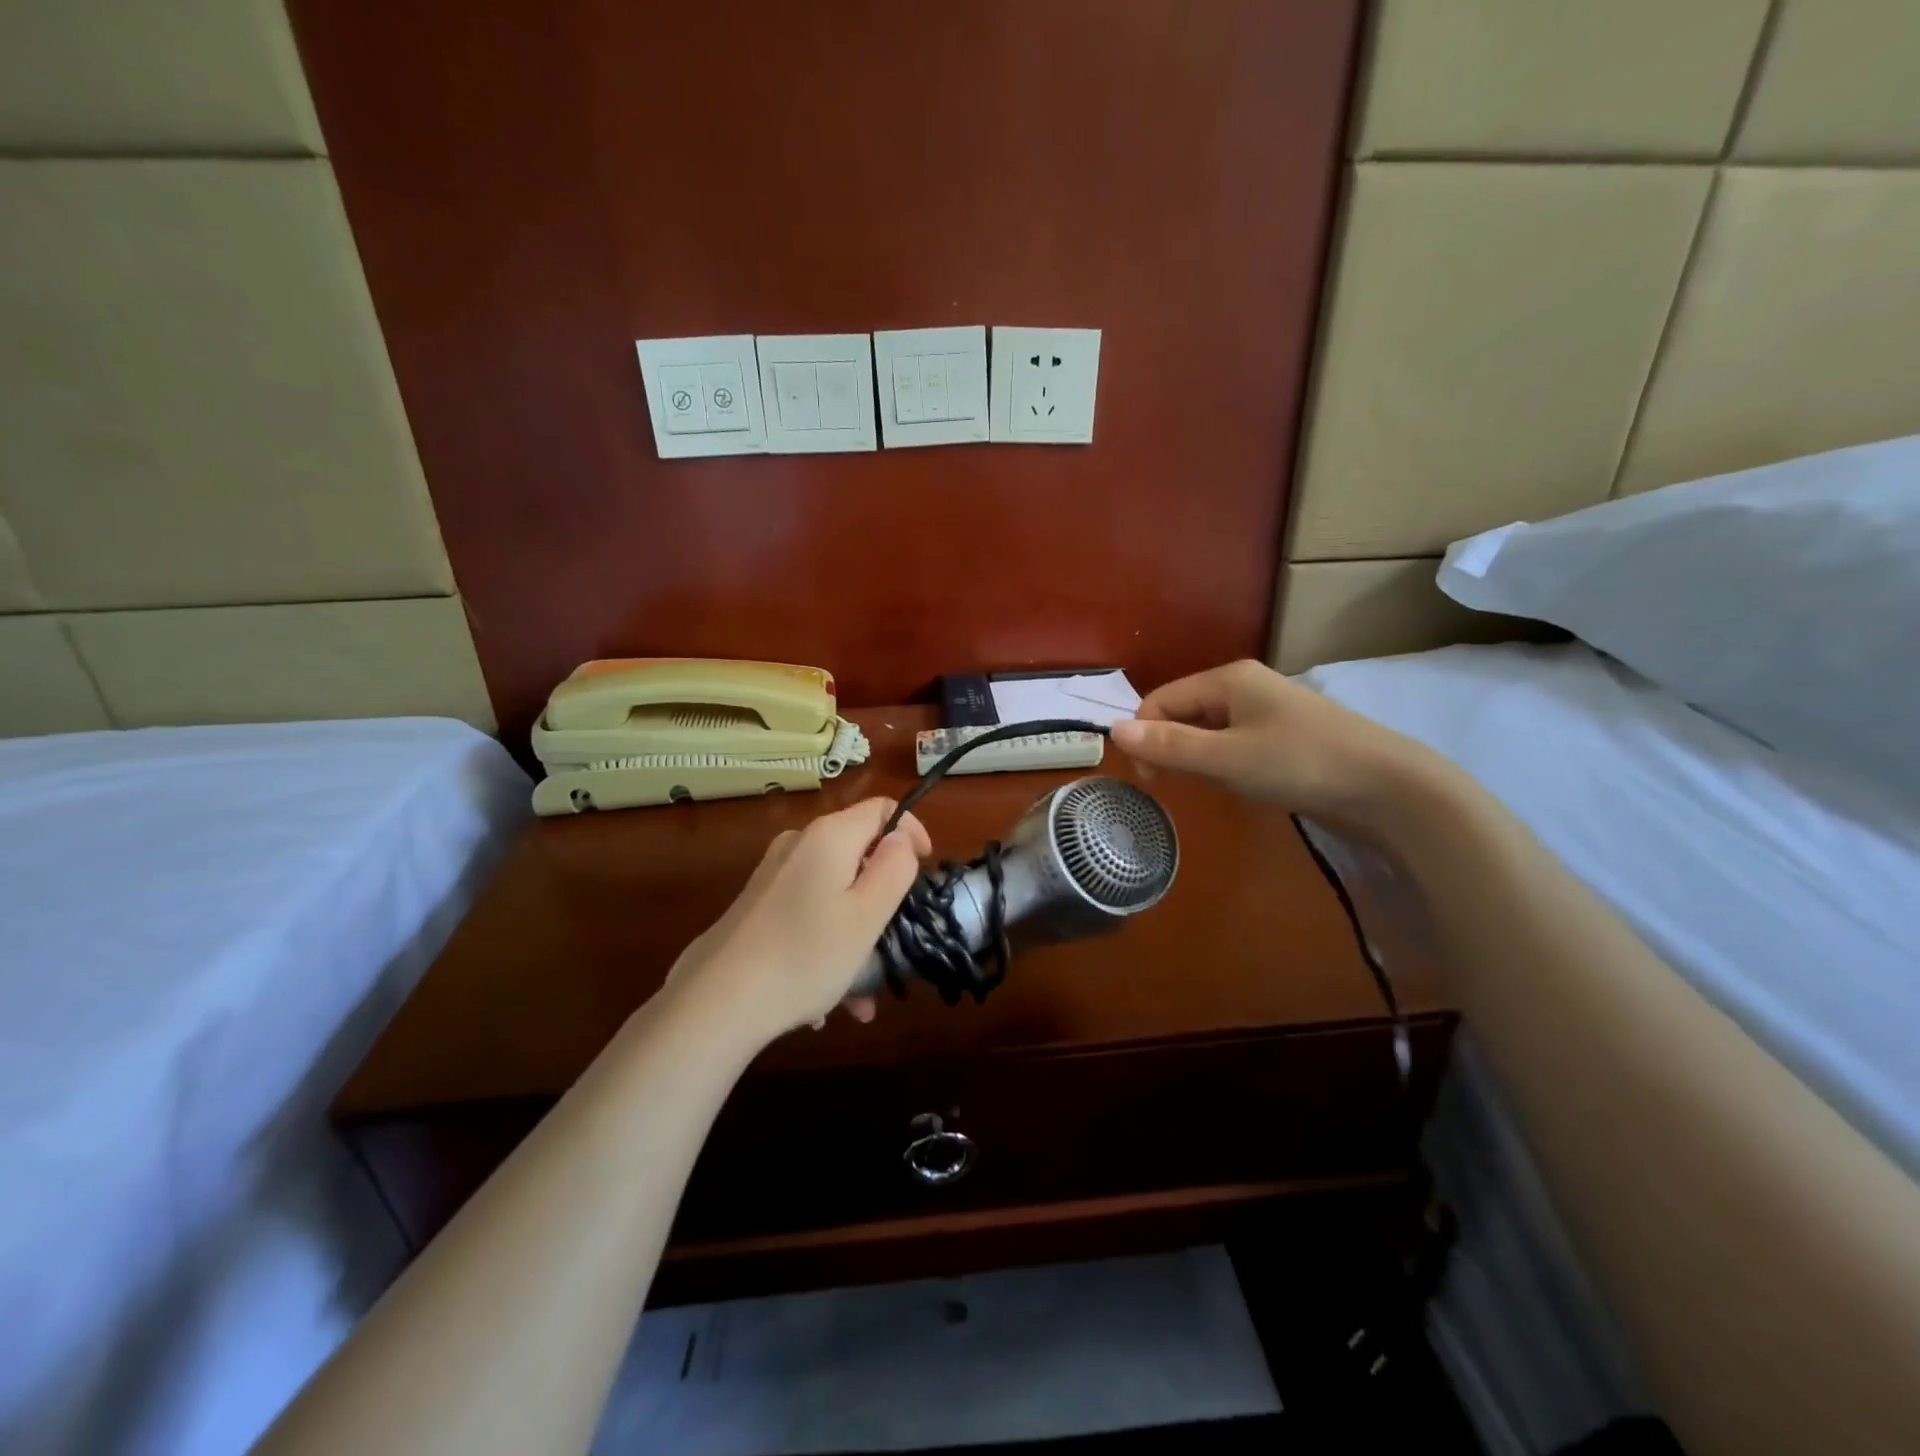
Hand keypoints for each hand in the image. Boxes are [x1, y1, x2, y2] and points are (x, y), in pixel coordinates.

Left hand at [668, 797, 931, 1045]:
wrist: (715, 1002)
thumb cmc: (806, 955)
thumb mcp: (867, 914)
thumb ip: (894, 868)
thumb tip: (901, 837)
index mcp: (829, 836)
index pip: (883, 809)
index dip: (911, 832)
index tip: (925, 871)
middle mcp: (798, 845)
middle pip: (857, 854)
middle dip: (882, 896)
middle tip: (895, 943)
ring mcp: (773, 876)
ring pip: (833, 893)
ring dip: (855, 935)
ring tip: (861, 996)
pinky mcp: (756, 906)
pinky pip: (806, 915)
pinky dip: (824, 946)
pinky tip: (824, 1003)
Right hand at [1110, 659, 1433, 831]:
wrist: (1389, 787)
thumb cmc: (1300, 763)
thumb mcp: (1227, 758)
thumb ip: (1169, 746)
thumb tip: (1112, 731)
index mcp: (1228, 679)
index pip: (1161, 700)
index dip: (1145, 736)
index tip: (1150, 780)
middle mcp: (1244, 686)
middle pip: (1183, 712)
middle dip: (1170, 748)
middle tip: (1175, 787)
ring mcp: (1267, 710)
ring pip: (1208, 730)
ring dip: (1197, 758)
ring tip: (1211, 787)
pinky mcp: (1283, 736)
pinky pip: (1234, 743)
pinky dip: (1223, 763)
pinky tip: (1239, 785)